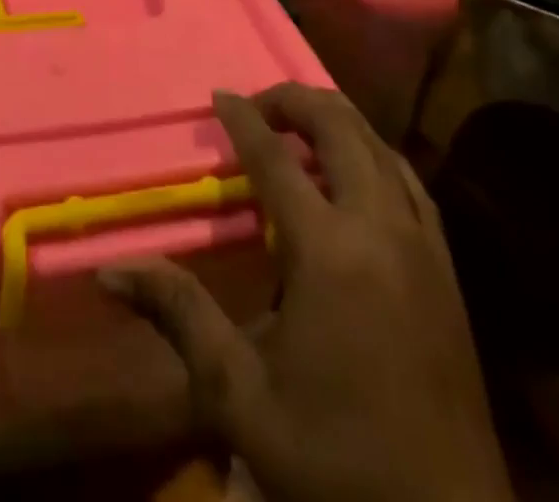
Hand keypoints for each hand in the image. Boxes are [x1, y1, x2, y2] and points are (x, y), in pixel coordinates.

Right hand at [100, 85, 511, 501]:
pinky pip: (408, 179)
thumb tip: (111, 272)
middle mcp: (379, 228)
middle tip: (256, 107)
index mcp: (328, 251)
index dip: (244, 118)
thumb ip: (180, 316)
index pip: (276, 158)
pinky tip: (356, 173)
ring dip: (336, 121)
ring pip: (379, 145)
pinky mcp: (447, 267)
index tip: (218, 95)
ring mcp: (422, 244)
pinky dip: (373, 154)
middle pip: (339, 127)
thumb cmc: (336, 463)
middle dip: (294, 100)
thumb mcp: (241, 397)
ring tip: (297, 128)